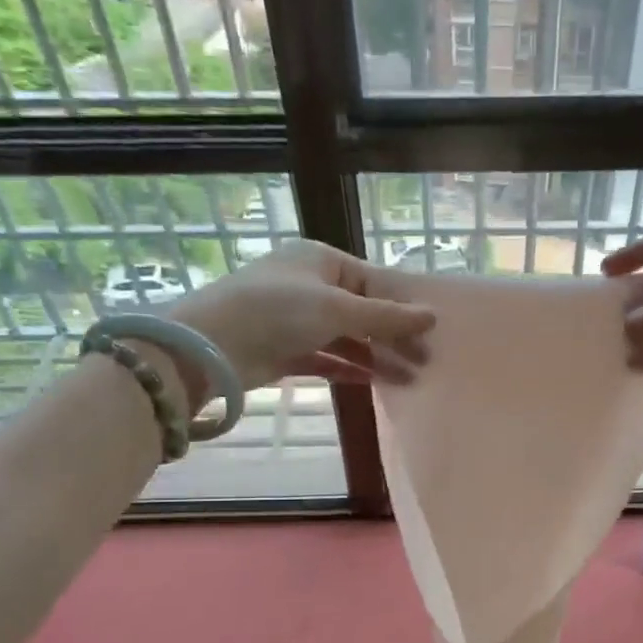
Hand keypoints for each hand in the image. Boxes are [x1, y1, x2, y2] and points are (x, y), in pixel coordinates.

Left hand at [164, 240, 433, 392]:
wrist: (210, 345)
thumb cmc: (277, 310)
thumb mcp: (337, 308)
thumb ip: (386, 316)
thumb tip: (431, 316)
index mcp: (321, 260)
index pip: (374, 282)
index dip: (404, 307)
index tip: (432, 332)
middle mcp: (310, 285)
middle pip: (363, 311)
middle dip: (394, 337)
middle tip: (426, 362)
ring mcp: (296, 319)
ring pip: (347, 338)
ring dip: (376, 357)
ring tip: (409, 379)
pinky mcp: (285, 350)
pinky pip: (327, 357)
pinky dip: (349, 368)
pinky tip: (374, 382)